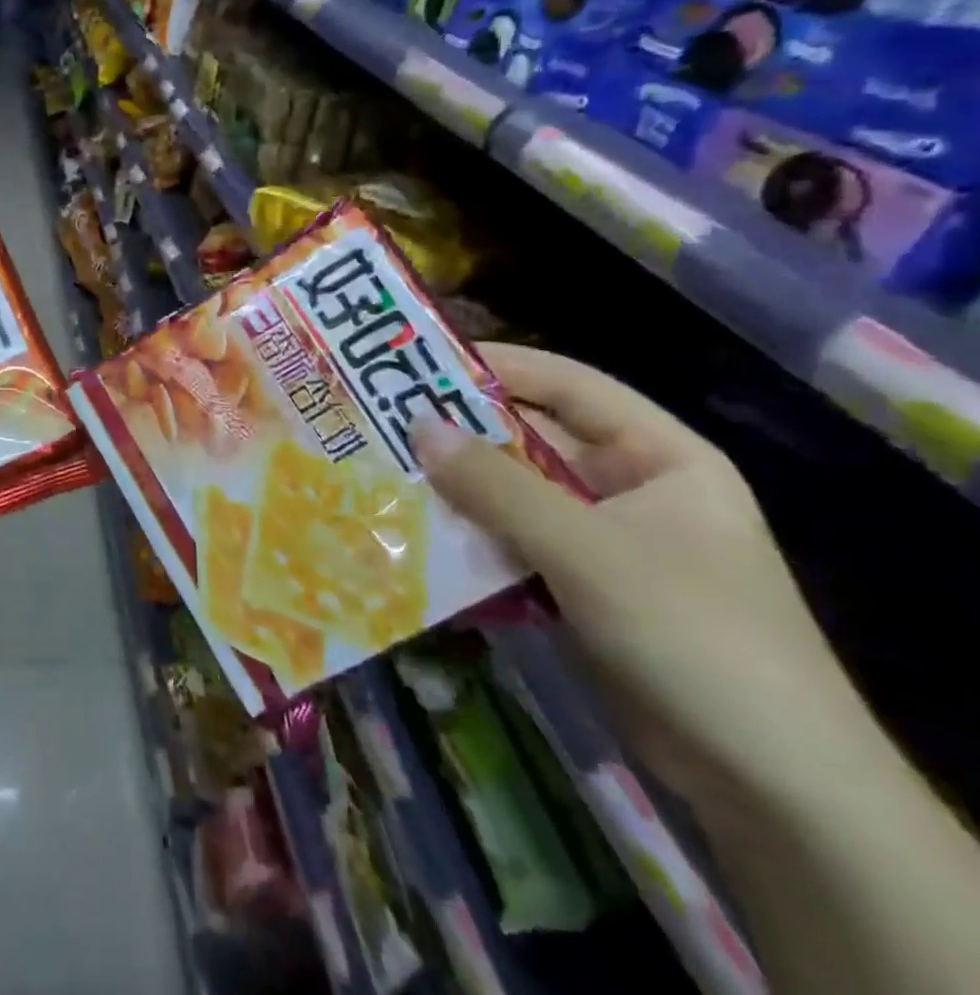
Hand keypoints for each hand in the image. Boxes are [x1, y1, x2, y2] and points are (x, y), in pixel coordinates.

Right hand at [413, 344, 869, 810]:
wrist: (769, 785)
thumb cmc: (692, 634)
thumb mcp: (587, 550)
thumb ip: (497, 486)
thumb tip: (416, 426)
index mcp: (659, 456)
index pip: (567, 385)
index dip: (496, 367)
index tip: (418, 362)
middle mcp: (628, 487)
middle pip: (530, 441)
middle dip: (459, 434)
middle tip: (379, 421)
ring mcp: (602, 541)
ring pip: (513, 495)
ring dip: (455, 489)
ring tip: (381, 472)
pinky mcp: (578, 588)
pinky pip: (511, 543)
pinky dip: (468, 539)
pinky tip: (412, 535)